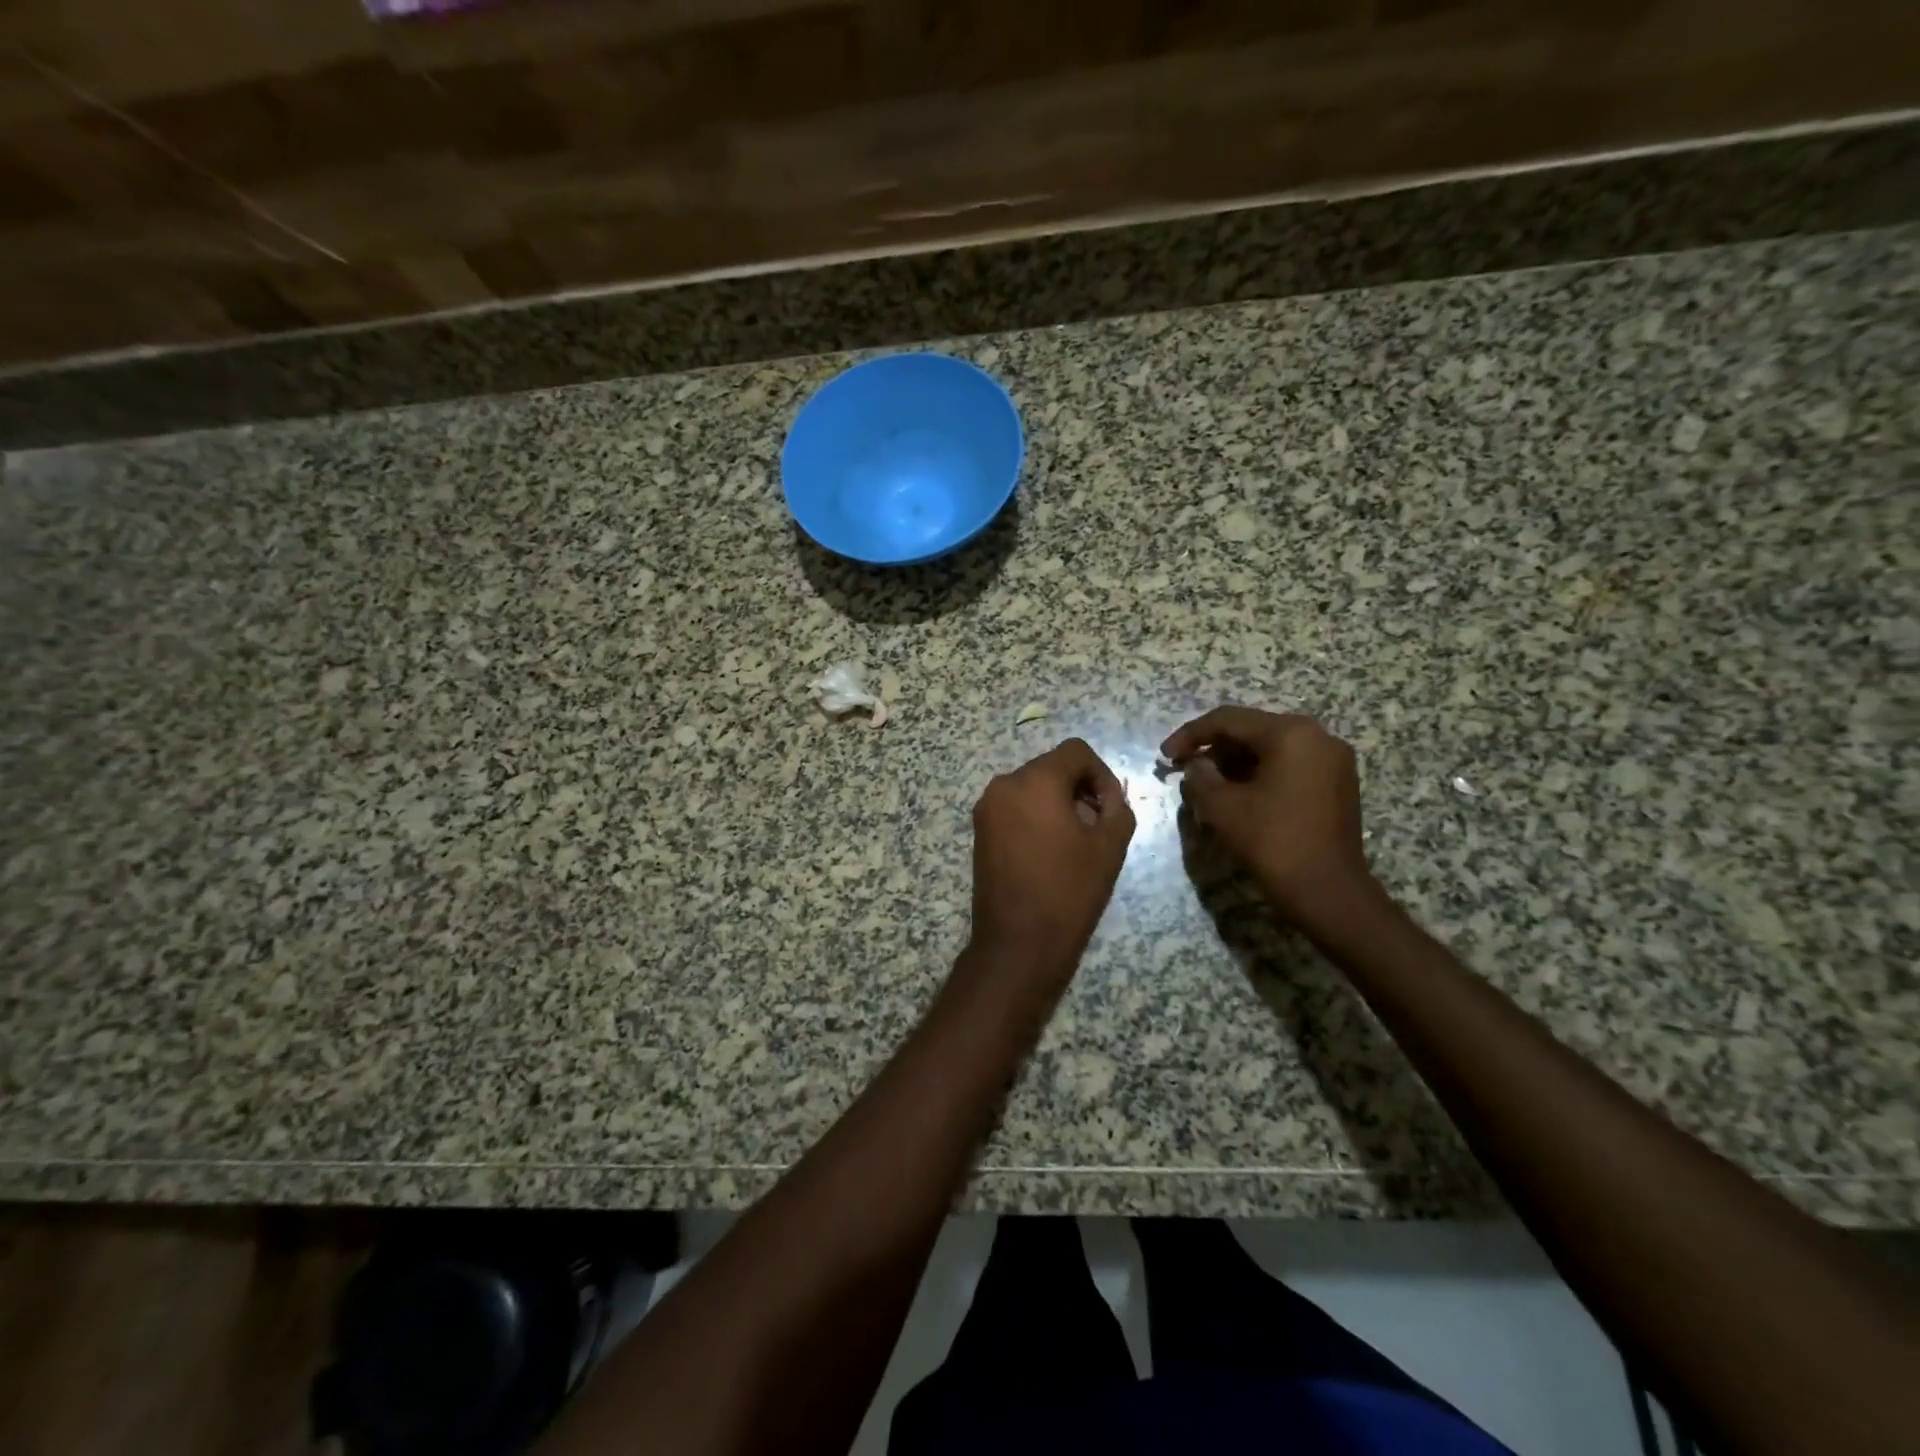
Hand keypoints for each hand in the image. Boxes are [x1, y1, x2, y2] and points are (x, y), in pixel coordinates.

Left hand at [968, 738, 1135, 981]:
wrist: (1018, 943)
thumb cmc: (1069, 891)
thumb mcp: (1110, 846)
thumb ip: (1117, 808)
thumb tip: (1108, 798)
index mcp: (1035, 781)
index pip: (1075, 752)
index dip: (1101, 773)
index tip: (1110, 808)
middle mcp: (1004, 785)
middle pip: (1051, 767)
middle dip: (1079, 789)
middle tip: (1098, 826)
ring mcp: (987, 808)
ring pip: (1032, 787)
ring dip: (1058, 803)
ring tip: (1075, 842)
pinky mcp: (979, 831)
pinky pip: (1015, 807)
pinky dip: (1036, 816)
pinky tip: (1050, 851)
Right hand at [1161, 707, 1375, 930]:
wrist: (1329, 893)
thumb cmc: (1273, 842)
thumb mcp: (1222, 807)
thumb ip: (1200, 776)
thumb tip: (1197, 764)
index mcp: (1290, 733)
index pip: (1229, 720)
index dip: (1190, 734)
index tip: (1165, 756)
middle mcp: (1317, 737)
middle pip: (1252, 730)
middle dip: (1214, 748)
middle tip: (1183, 769)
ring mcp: (1332, 761)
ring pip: (1271, 748)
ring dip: (1235, 762)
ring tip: (1206, 784)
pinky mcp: (1337, 784)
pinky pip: (1290, 766)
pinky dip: (1259, 773)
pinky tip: (1237, 794)